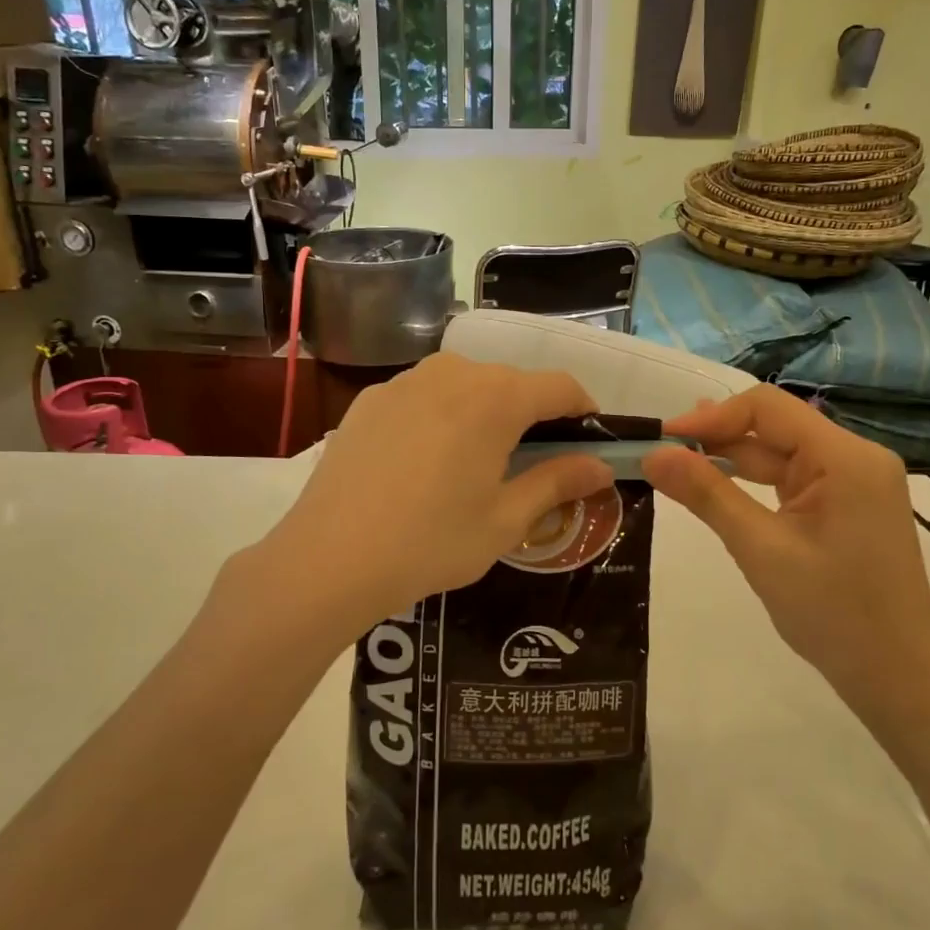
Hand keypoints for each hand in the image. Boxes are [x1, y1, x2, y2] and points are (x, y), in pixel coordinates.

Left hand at [242, 353, 614, 644]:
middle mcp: (454, 372)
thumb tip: (600, 465)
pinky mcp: (371, 398)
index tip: (589, 443)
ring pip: (466, 386)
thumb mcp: (506, 520)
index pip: (561, 387)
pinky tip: (424, 464)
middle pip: (512, 383)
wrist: (328, 558)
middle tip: (533, 465)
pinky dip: (442, 418)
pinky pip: (425, 397)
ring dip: (485, 414)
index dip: (583, 411)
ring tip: (475, 465)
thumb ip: (558, 482)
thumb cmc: (431, 541)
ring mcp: (406, 381)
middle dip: (533, 417)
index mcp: (496, 398)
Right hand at [641, 386, 929, 722]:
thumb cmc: (833, 614)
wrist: (897, 678)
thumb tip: (653, 454)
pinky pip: (791, 478)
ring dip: (730, 458)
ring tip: (677, 466)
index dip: (711, 417)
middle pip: (774, 427)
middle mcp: (854, 457)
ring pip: (779, 452)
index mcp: (845, 457)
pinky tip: (717, 487)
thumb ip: (707, 494)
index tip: (663, 439)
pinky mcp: (846, 504)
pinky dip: (752, 481)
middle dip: (716, 437)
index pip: (767, 408)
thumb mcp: (761, 550)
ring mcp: (853, 481)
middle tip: (661, 455)